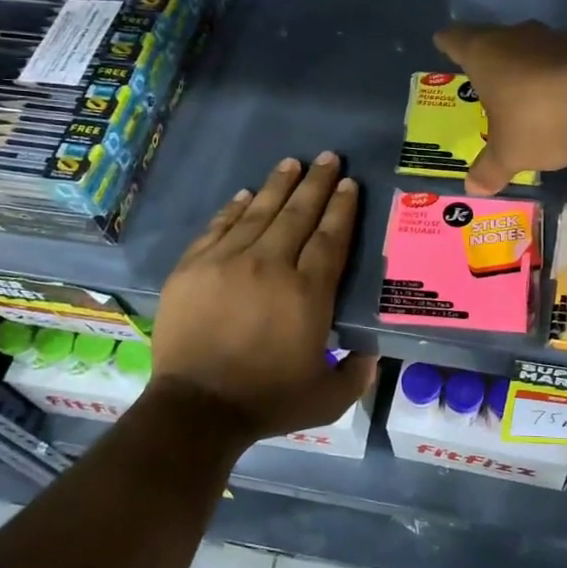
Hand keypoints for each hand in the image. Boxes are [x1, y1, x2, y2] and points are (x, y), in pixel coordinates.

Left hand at [152, 153, 377, 443]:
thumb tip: (372, 355)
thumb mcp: (328, 398)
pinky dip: (234, 209)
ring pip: (259, 213)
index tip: (350, 184)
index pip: (330, 238)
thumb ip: (356, 374)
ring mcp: (227, 262)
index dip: (342, 208)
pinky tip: (246, 194)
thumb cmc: (267, 401)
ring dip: (278, 186)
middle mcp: (270, 266)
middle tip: (328, 157)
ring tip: (291, 163)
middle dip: (316, 183)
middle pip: (298, 215)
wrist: (195, 409)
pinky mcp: (194, 268)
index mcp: (307, 292)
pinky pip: (219, 227)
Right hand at [433, 21, 566, 194]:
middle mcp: (517, 36)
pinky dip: (561, 76)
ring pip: (532, 47)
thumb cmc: (540, 121)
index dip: (448, 44)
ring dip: (528, 67)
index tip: (444, 44)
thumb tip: (472, 189)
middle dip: (491, 59)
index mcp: (485, 54)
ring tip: (527, 94)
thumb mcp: (509, 154)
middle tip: (486, 80)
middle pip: (494, 40)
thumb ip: (489, 169)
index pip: (456, 39)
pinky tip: (566, 100)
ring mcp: (556, 38)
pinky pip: (565, 60)